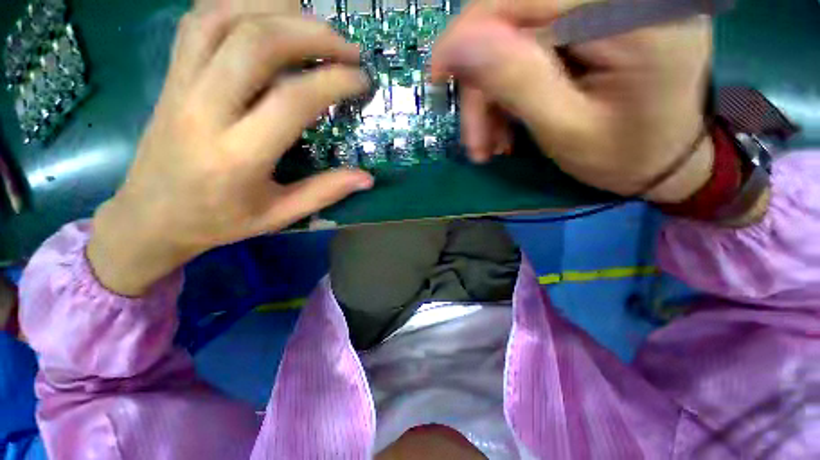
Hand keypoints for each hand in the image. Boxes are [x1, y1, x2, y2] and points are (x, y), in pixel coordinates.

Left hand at [88, 10, 372, 295]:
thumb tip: (367, 178)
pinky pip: (199, 21)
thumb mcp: (280, 215)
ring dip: (276, 9)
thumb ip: (325, 192)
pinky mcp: (170, 75)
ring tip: (314, 21)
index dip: (333, 82)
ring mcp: (180, 85)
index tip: (361, 80)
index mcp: (238, 155)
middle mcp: (204, 109)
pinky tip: (267, 13)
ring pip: (223, 19)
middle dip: (312, 34)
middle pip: (256, 43)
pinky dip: (237, 4)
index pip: (292, 100)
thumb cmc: (220, 221)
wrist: (151, 217)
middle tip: (347, 46)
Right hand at [431, 0, 713, 202]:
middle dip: (484, 82)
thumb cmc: (623, 156)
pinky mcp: (596, 22)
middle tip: (477, 139)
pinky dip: (510, 87)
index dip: (468, 33)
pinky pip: (531, 45)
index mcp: (630, 13)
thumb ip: (516, 80)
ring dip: (493, 93)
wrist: (663, 160)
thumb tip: (457, 44)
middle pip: (515, 17)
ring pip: (516, 36)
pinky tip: (508, 124)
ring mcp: (609, 7)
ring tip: (492, 142)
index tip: (439, 76)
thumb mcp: (565, 128)